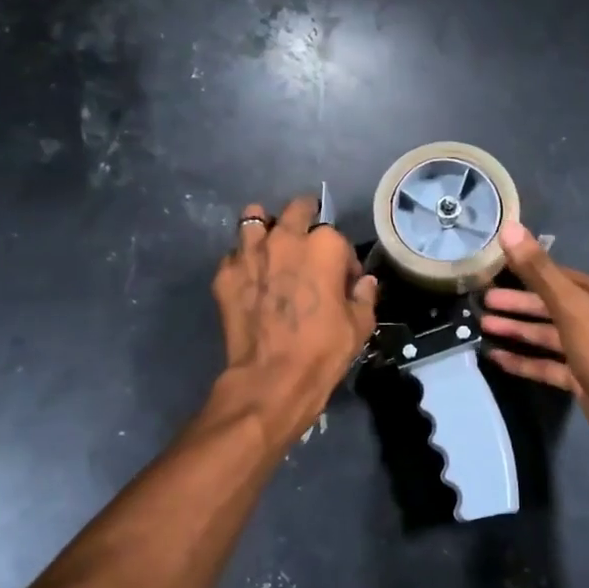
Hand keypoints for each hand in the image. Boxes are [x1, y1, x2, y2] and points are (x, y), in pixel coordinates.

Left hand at [212, 195, 378, 445]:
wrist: (272, 378)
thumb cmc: (324, 350)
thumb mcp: (360, 325)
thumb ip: (364, 296)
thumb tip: (364, 283)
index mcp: (324, 245)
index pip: (338, 238)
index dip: (343, 261)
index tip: (342, 280)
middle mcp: (285, 238)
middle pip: (296, 210)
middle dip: (304, 219)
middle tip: (307, 244)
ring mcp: (250, 253)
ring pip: (254, 219)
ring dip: (266, 228)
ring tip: (271, 246)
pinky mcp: (225, 274)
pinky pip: (233, 254)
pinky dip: (242, 261)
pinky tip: (249, 278)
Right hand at [481, 221, 588, 457]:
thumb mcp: (573, 310)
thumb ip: (540, 272)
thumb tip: (510, 229)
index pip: (558, 276)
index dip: (527, 270)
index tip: (495, 268)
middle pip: (550, 306)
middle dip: (517, 303)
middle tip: (483, 300)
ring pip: (546, 335)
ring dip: (517, 330)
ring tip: (483, 326)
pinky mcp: (581, 380)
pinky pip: (547, 365)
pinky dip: (524, 360)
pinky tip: (497, 358)